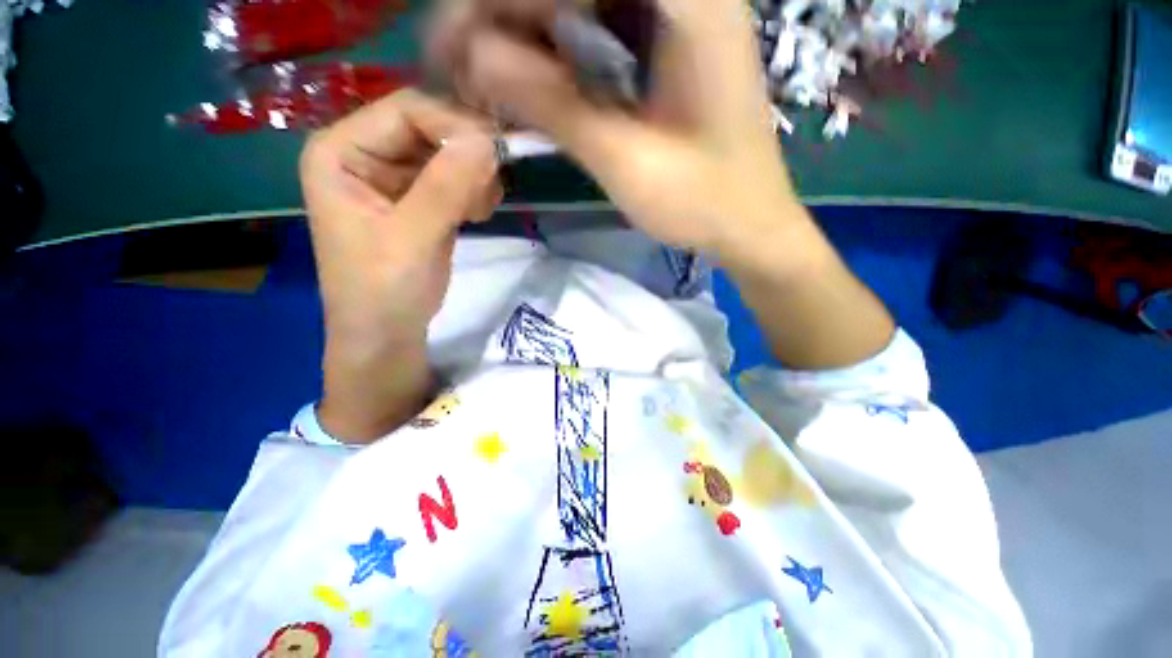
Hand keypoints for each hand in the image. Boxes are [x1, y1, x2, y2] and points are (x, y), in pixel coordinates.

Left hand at [299, 89, 499, 440]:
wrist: (388, 334)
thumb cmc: (384, 290)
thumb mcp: (412, 238)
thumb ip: (446, 187)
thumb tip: (487, 142)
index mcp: (341, 151)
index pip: (406, 111)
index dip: (454, 125)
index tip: (497, 154)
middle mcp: (365, 154)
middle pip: (429, 129)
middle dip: (467, 156)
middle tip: (492, 189)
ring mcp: (394, 177)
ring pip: (448, 154)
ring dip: (474, 176)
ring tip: (481, 210)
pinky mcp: (419, 200)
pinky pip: (454, 178)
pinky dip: (473, 191)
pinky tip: (478, 213)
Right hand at [430, 0, 893, 368]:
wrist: (748, 225)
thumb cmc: (702, 203)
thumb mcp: (626, 162)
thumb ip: (554, 105)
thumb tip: (473, 55)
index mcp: (690, 0)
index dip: (502, 0)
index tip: (454, 41)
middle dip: (507, 18)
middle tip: (459, 67)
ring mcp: (675, 17)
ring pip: (579, 5)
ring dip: (526, 39)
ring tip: (484, 84)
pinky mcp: (665, 49)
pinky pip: (596, 33)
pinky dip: (557, 59)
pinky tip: (530, 90)